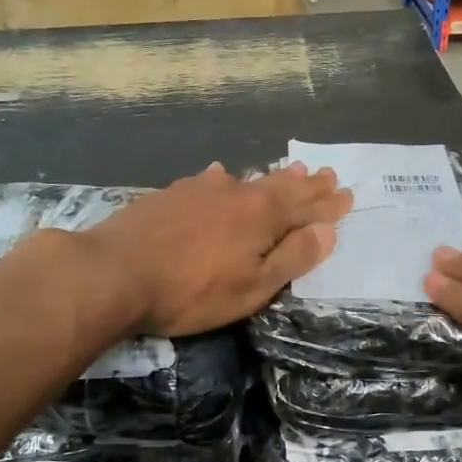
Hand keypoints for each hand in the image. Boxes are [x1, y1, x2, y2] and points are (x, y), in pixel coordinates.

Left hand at [84, 162, 351, 336]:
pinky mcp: (173, 194)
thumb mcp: (252, 287)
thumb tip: (328, 231)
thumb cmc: (191, 291)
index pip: (306, 208)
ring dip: (274, 178)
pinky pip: (212, 180)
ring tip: (292, 171)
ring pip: (248, 180)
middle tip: (327, 175)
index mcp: (262, 217)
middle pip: (281, 187)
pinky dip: (229, 179)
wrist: (114, 272)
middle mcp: (237, 194)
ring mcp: (202, 190)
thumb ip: (292, 258)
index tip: (347, 196)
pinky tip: (223, 175)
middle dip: (307, 186)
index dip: (328, 206)